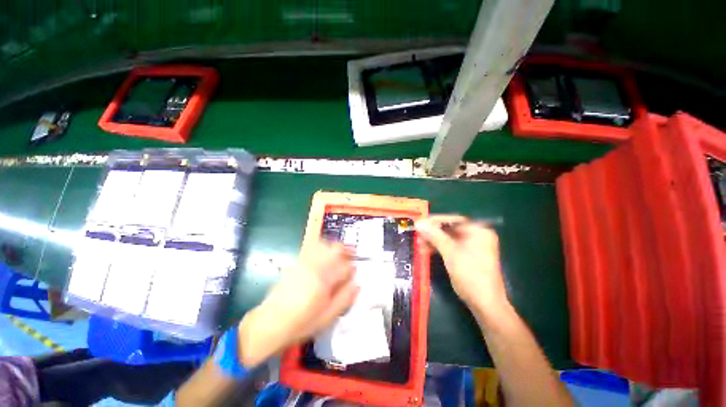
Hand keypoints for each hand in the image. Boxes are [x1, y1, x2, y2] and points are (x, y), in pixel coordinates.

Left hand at [239, 241, 358, 366]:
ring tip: (338, 254)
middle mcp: (314, 266)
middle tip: (350, 256)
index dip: (352, 268)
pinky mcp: (296, 262)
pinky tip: (323, 255)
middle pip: (335, 248)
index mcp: (324, 281)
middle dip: (346, 250)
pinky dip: (321, 246)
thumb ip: (345, 298)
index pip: (345, 266)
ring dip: (334, 247)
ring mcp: (304, 262)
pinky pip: (311, 247)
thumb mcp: (327, 317)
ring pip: (324, 244)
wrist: (270, 323)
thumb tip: (357, 284)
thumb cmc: (301, 324)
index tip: (354, 272)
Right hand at [416, 215, 508, 313]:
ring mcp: (473, 246)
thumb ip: (434, 235)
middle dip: (433, 232)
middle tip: (418, 234)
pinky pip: (451, 247)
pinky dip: (439, 248)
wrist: (485, 303)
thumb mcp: (450, 252)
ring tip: (419, 243)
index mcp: (478, 231)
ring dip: (434, 240)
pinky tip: (427, 250)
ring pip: (449, 238)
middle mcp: (477, 236)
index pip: (453, 220)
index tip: (419, 223)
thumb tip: (419, 223)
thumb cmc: (470, 274)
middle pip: (450, 229)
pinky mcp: (467, 256)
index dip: (435, 221)